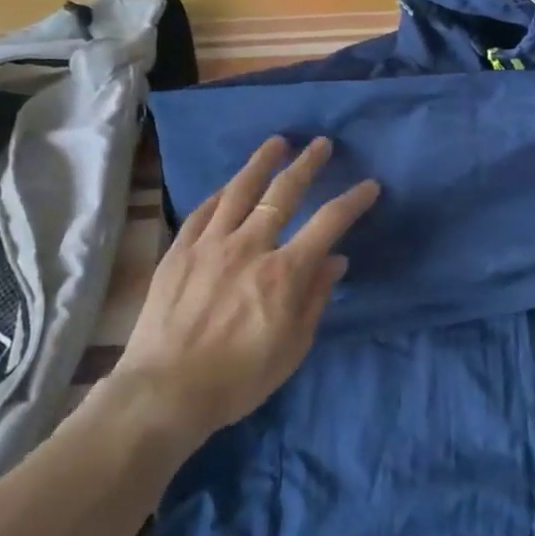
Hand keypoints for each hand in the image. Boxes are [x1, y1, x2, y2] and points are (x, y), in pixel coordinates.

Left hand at [117, 135, 378, 444]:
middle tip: (321, 143)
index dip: (353, 201)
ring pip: (239, 190)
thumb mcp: (293, 347)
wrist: (165, 392)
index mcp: (284, 272)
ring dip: (261, 163)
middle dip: (307, 165)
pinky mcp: (179, 252)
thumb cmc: (238, 378)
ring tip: (277, 143)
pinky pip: (202, 212)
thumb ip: (316, 298)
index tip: (369, 186)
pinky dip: (220, 194)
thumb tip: (335, 261)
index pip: (328, 223)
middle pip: (283, 193)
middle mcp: (249, 247)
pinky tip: (228, 186)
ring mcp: (209, 245)